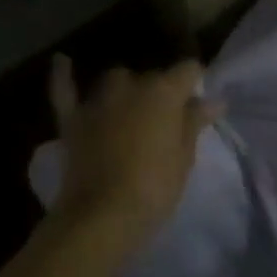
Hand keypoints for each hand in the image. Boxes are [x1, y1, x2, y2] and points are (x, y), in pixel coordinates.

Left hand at [47, 56, 219, 255]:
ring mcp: (98, 101)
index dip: (195, 83)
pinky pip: (65, 90)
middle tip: (169, 119)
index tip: (199, 102)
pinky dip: (63, 76)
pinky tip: (63, 61)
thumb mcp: (184, 157)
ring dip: (127, 89)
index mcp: (164, 92)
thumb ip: (194, 123)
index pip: (188, 70)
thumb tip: (213, 100)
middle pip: (152, 77)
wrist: (102, 215)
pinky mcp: (72, 120)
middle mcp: (130, 86)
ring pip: (116, 80)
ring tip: (134, 108)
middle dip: (162, 92)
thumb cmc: (155, 187)